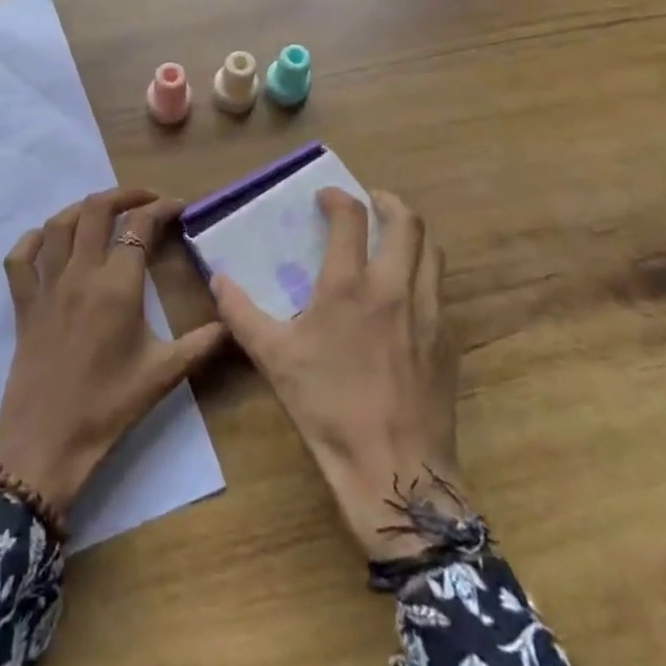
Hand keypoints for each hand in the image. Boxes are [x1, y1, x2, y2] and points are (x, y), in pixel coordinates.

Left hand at [0, 188, 226, 516]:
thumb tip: (233, 321)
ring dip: (83, 208)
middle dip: (124, 195)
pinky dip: (33, 240)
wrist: (46, 444)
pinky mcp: (23, 304)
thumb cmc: (109, 407)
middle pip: (96, 210)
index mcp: (117, 286)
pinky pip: (20, 259)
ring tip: (105, 211)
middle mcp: (80, 274)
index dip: (161, 209)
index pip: (139, 226)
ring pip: (59, 225)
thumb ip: (202, 343)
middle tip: (146, 200)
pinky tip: (49, 240)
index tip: (178, 207)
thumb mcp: (164, 374)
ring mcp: (46, 286)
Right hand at [213, 188, 461, 561]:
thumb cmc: (328, 408)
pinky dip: (425, 272)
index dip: (339, 198)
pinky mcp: (447, 340)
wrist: (395, 468)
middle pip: (406, 223)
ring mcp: (429, 312)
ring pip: (432, 251)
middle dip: (388, 202)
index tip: (327, 196)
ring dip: (412, 234)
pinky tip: (407, 293)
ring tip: (393, 237)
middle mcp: (395, 288)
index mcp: (349, 286)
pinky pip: (440, 289)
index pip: (351, 218)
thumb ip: (241, 313)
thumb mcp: (273, 359)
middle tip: (371, 202)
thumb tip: (218, 279)